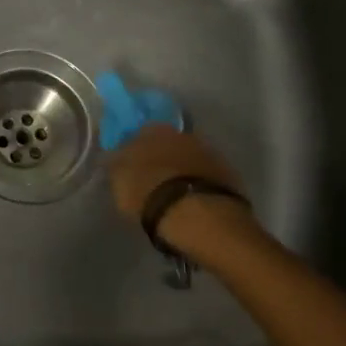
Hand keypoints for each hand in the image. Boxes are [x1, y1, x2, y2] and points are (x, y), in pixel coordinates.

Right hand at [107, 125, 253, 252]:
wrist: (199, 215)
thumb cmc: (150, 194)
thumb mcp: (119, 181)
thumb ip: (117, 165)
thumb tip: (117, 157)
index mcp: (153, 130)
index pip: (139, 132)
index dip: (134, 148)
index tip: (130, 164)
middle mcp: (183, 134)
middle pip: (168, 144)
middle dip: (161, 158)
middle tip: (152, 180)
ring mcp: (209, 153)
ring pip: (188, 158)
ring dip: (181, 171)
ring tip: (174, 195)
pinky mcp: (228, 174)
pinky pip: (206, 176)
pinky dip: (199, 184)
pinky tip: (193, 202)